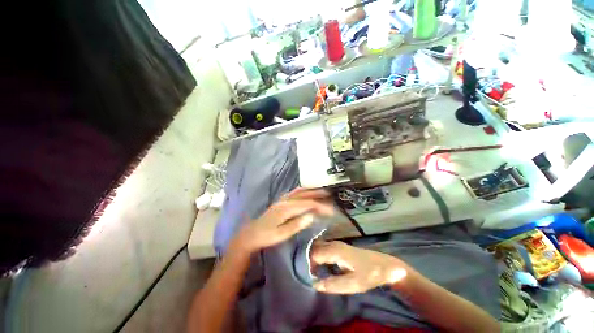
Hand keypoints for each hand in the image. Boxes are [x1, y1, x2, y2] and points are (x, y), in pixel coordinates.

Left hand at [232, 188, 333, 253]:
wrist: (252, 234)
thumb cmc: (267, 236)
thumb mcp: (282, 234)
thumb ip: (297, 224)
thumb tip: (311, 215)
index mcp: (286, 208)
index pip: (306, 204)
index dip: (319, 206)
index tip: (330, 210)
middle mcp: (285, 200)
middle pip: (304, 194)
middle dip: (317, 193)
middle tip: (329, 194)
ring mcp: (282, 199)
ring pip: (299, 191)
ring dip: (311, 190)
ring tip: (321, 190)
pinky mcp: (281, 201)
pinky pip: (294, 192)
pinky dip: (303, 191)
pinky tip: (307, 192)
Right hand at [310, 241, 411, 293]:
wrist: (385, 266)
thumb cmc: (370, 274)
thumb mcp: (353, 284)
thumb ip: (333, 285)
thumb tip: (315, 284)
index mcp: (335, 251)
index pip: (314, 254)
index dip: (307, 264)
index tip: (305, 275)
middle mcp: (334, 244)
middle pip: (315, 248)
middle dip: (307, 258)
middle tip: (305, 272)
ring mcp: (337, 244)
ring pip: (319, 246)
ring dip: (312, 256)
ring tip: (309, 270)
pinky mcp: (339, 247)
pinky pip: (324, 248)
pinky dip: (318, 254)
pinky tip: (318, 264)